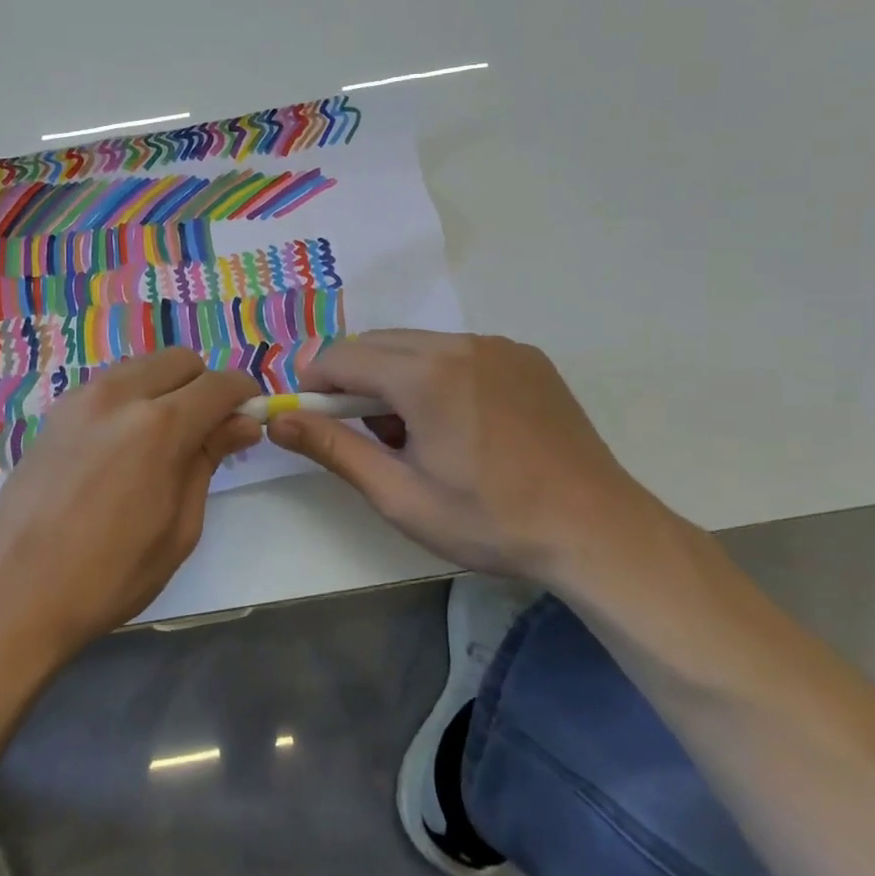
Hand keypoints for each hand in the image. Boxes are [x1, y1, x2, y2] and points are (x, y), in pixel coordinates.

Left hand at [0, 349, 260, 663]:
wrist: (11, 595)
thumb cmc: (108, 577)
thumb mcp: (178, 528)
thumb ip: (208, 461)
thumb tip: (242, 423)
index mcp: (158, 426)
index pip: (219, 384)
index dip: (244, 397)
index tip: (250, 420)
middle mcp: (119, 394)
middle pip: (180, 360)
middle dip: (204, 385)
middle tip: (208, 432)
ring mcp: (80, 398)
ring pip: (142, 366)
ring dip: (166, 387)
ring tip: (164, 439)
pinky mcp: (55, 412)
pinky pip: (109, 384)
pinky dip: (132, 397)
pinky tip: (124, 444)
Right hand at [266, 331, 672, 586]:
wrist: (597, 531)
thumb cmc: (490, 521)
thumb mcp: (399, 495)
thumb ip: (333, 448)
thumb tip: (277, 420)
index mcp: (425, 375)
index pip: (341, 356)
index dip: (314, 383)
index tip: (310, 418)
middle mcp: (459, 344)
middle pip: (377, 344)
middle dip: (353, 380)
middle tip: (364, 434)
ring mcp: (497, 345)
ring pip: (417, 345)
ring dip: (394, 376)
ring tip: (414, 433)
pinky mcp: (525, 356)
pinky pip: (458, 351)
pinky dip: (436, 373)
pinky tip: (458, 422)